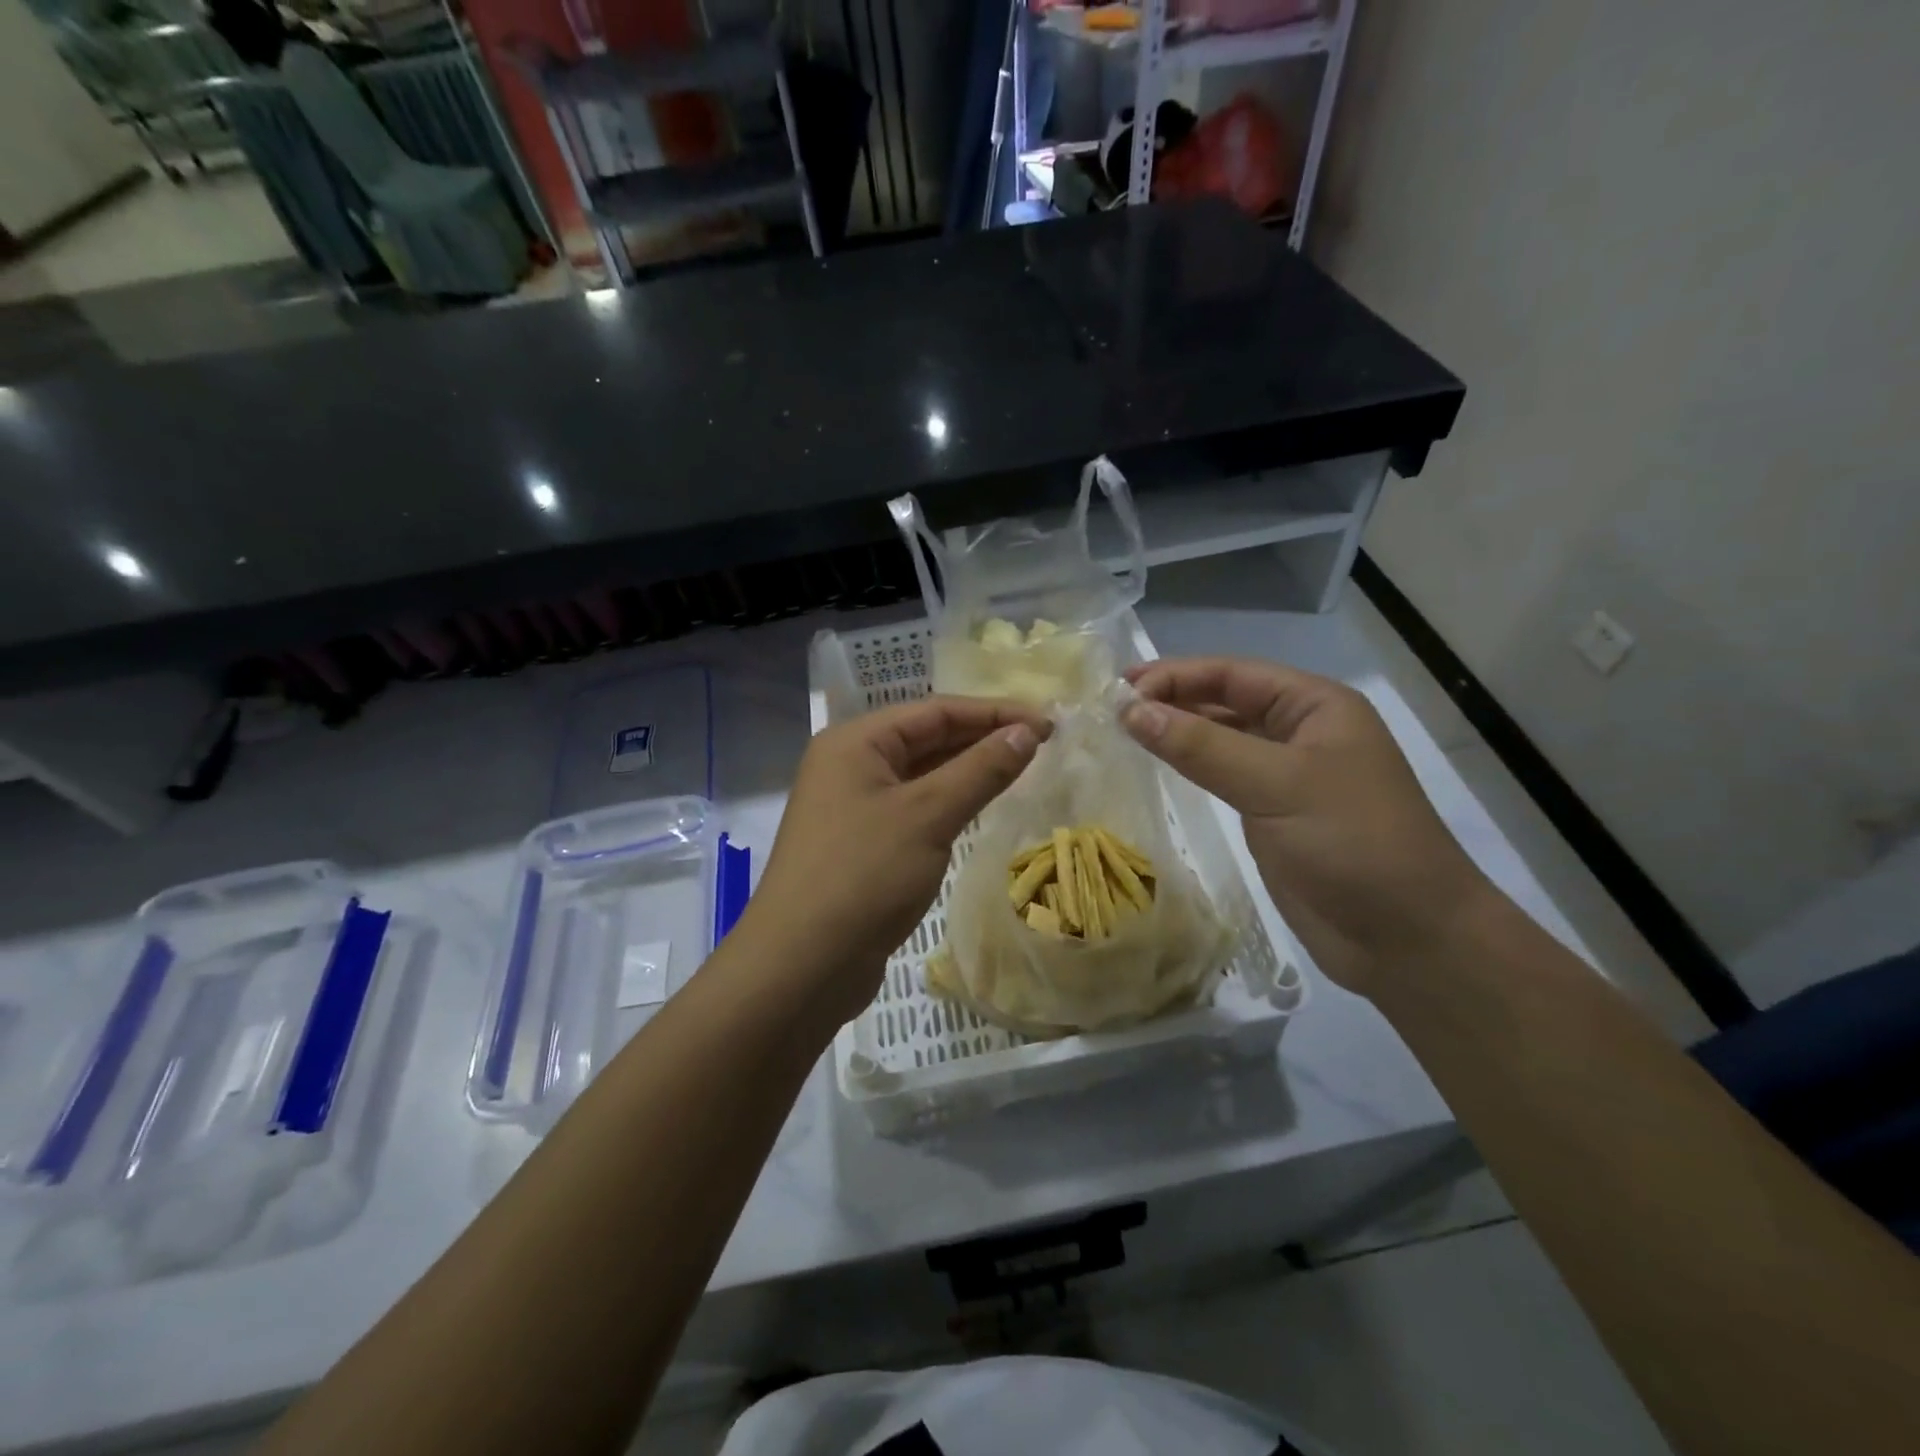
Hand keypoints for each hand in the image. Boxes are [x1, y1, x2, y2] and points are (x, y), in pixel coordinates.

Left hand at [738, 696, 1051, 1024]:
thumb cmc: (864, 876)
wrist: (802, 966)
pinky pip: (915, 808)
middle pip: (927, 738)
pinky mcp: (862, 844)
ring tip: (1023, 769)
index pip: (936, 710)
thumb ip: (981, 769)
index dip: (995, 713)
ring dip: (969, 771)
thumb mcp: (929, 815)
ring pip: (922, 775)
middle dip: (984, 738)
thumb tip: (1027, 732)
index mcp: (855, 742)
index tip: (1048, 723)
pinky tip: (982, 807)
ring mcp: (853, 806)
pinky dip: (950, 803)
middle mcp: (850, 764)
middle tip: (1043, 744)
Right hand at [1122, 657, 1494, 995]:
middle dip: (1170, 700)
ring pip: (1220, 738)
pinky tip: (1156, 765)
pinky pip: (1222, 775)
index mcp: (1314, 706)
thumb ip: (1201, 746)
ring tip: (1121, 732)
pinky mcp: (1272, 813)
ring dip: (1175, 732)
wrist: (1406, 938)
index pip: (1232, 673)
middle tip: (1109, 710)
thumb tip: (1130, 711)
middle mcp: (1299, 731)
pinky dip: (1188, 766)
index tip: (1118, 691)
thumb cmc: (1352, 843)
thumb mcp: (1276, 784)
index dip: (1174, 676)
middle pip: (1224, 700)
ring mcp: (1285, 774)